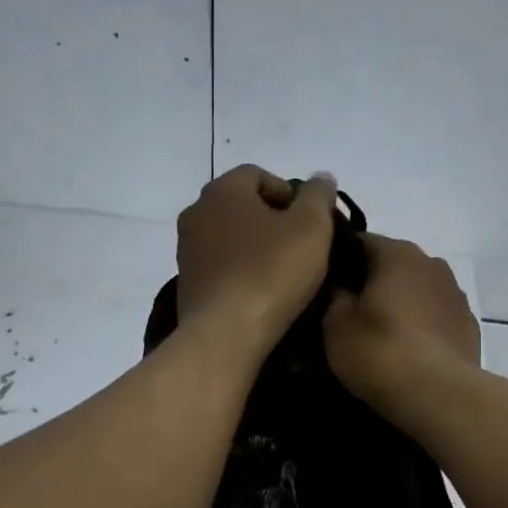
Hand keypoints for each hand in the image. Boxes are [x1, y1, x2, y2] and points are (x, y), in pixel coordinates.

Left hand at [175, 165, 338, 357]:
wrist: (226, 333)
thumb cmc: (271, 271)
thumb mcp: (312, 227)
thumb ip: (318, 196)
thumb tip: (321, 178)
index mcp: (222, 190)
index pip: (257, 174)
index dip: (289, 192)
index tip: (310, 220)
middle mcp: (196, 213)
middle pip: (240, 205)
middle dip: (271, 219)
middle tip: (300, 244)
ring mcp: (186, 250)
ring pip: (229, 237)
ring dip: (254, 247)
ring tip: (282, 271)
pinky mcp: (186, 284)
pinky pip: (220, 266)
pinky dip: (240, 271)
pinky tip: (261, 291)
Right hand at [324, 233, 480, 413]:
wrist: (439, 395)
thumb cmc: (380, 351)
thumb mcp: (336, 325)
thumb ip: (336, 297)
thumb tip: (343, 288)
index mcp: (397, 253)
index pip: (360, 241)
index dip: (340, 259)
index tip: (325, 282)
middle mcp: (432, 263)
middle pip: (393, 264)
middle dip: (372, 282)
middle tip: (350, 310)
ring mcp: (456, 294)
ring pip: (418, 290)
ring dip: (401, 303)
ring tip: (382, 333)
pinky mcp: (469, 326)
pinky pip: (436, 316)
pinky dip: (422, 326)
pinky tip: (409, 350)